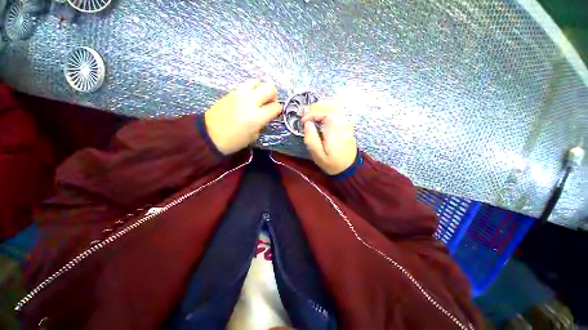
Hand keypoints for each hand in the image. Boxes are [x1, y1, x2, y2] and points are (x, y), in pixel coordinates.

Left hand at [205, 79, 281, 154]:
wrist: (210, 135)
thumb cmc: (234, 140)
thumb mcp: (254, 136)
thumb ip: (263, 123)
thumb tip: (267, 115)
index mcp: (257, 117)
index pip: (275, 107)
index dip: (278, 110)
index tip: (276, 113)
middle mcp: (250, 102)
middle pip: (269, 88)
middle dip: (273, 95)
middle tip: (269, 103)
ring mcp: (239, 94)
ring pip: (257, 81)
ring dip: (261, 89)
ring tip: (259, 98)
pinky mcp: (231, 92)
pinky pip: (246, 85)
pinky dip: (251, 89)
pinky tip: (249, 98)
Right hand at [301, 100, 357, 174]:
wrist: (348, 167)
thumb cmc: (332, 162)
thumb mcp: (318, 155)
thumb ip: (311, 139)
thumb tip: (307, 123)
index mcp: (335, 130)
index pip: (325, 112)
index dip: (311, 113)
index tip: (303, 121)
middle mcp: (343, 122)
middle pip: (329, 105)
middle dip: (314, 107)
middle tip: (303, 115)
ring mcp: (346, 121)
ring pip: (334, 104)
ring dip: (320, 106)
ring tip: (309, 113)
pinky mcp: (347, 122)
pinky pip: (338, 108)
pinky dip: (327, 107)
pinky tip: (319, 112)